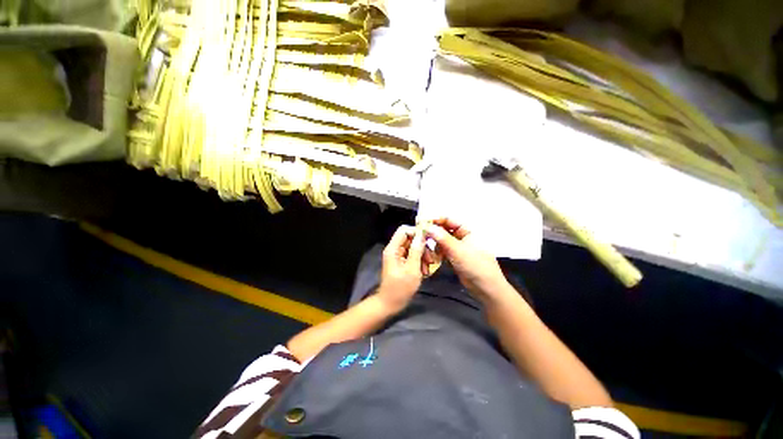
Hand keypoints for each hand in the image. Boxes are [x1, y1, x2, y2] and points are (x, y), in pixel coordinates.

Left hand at [377, 225, 426, 312]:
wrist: (390, 303)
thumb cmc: (401, 287)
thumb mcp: (412, 268)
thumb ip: (416, 250)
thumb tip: (422, 234)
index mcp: (393, 248)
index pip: (404, 230)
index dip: (416, 232)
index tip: (428, 240)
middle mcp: (394, 249)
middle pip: (410, 239)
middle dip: (422, 247)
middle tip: (430, 259)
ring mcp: (398, 256)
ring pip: (413, 248)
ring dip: (422, 256)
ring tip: (427, 268)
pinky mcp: (401, 262)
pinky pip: (412, 256)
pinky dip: (419, 262)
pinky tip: (424, 272)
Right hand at [424, 218, 509, 300]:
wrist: (486, 288)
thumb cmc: (476, 266)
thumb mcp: (458, 250)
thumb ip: (442, 238)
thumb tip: (428, 227)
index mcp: (467, 231)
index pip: (449, 220)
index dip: (436, 220)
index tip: (423, 222)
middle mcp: (462, 238)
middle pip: (444, 230)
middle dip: (433, 232)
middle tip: (421, 234)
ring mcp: (458, 248)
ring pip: (442, 241)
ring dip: (434, 243)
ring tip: (426, 246)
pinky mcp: (454, 258)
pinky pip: (443, 251)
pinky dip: (437, 252)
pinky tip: (432, 256)